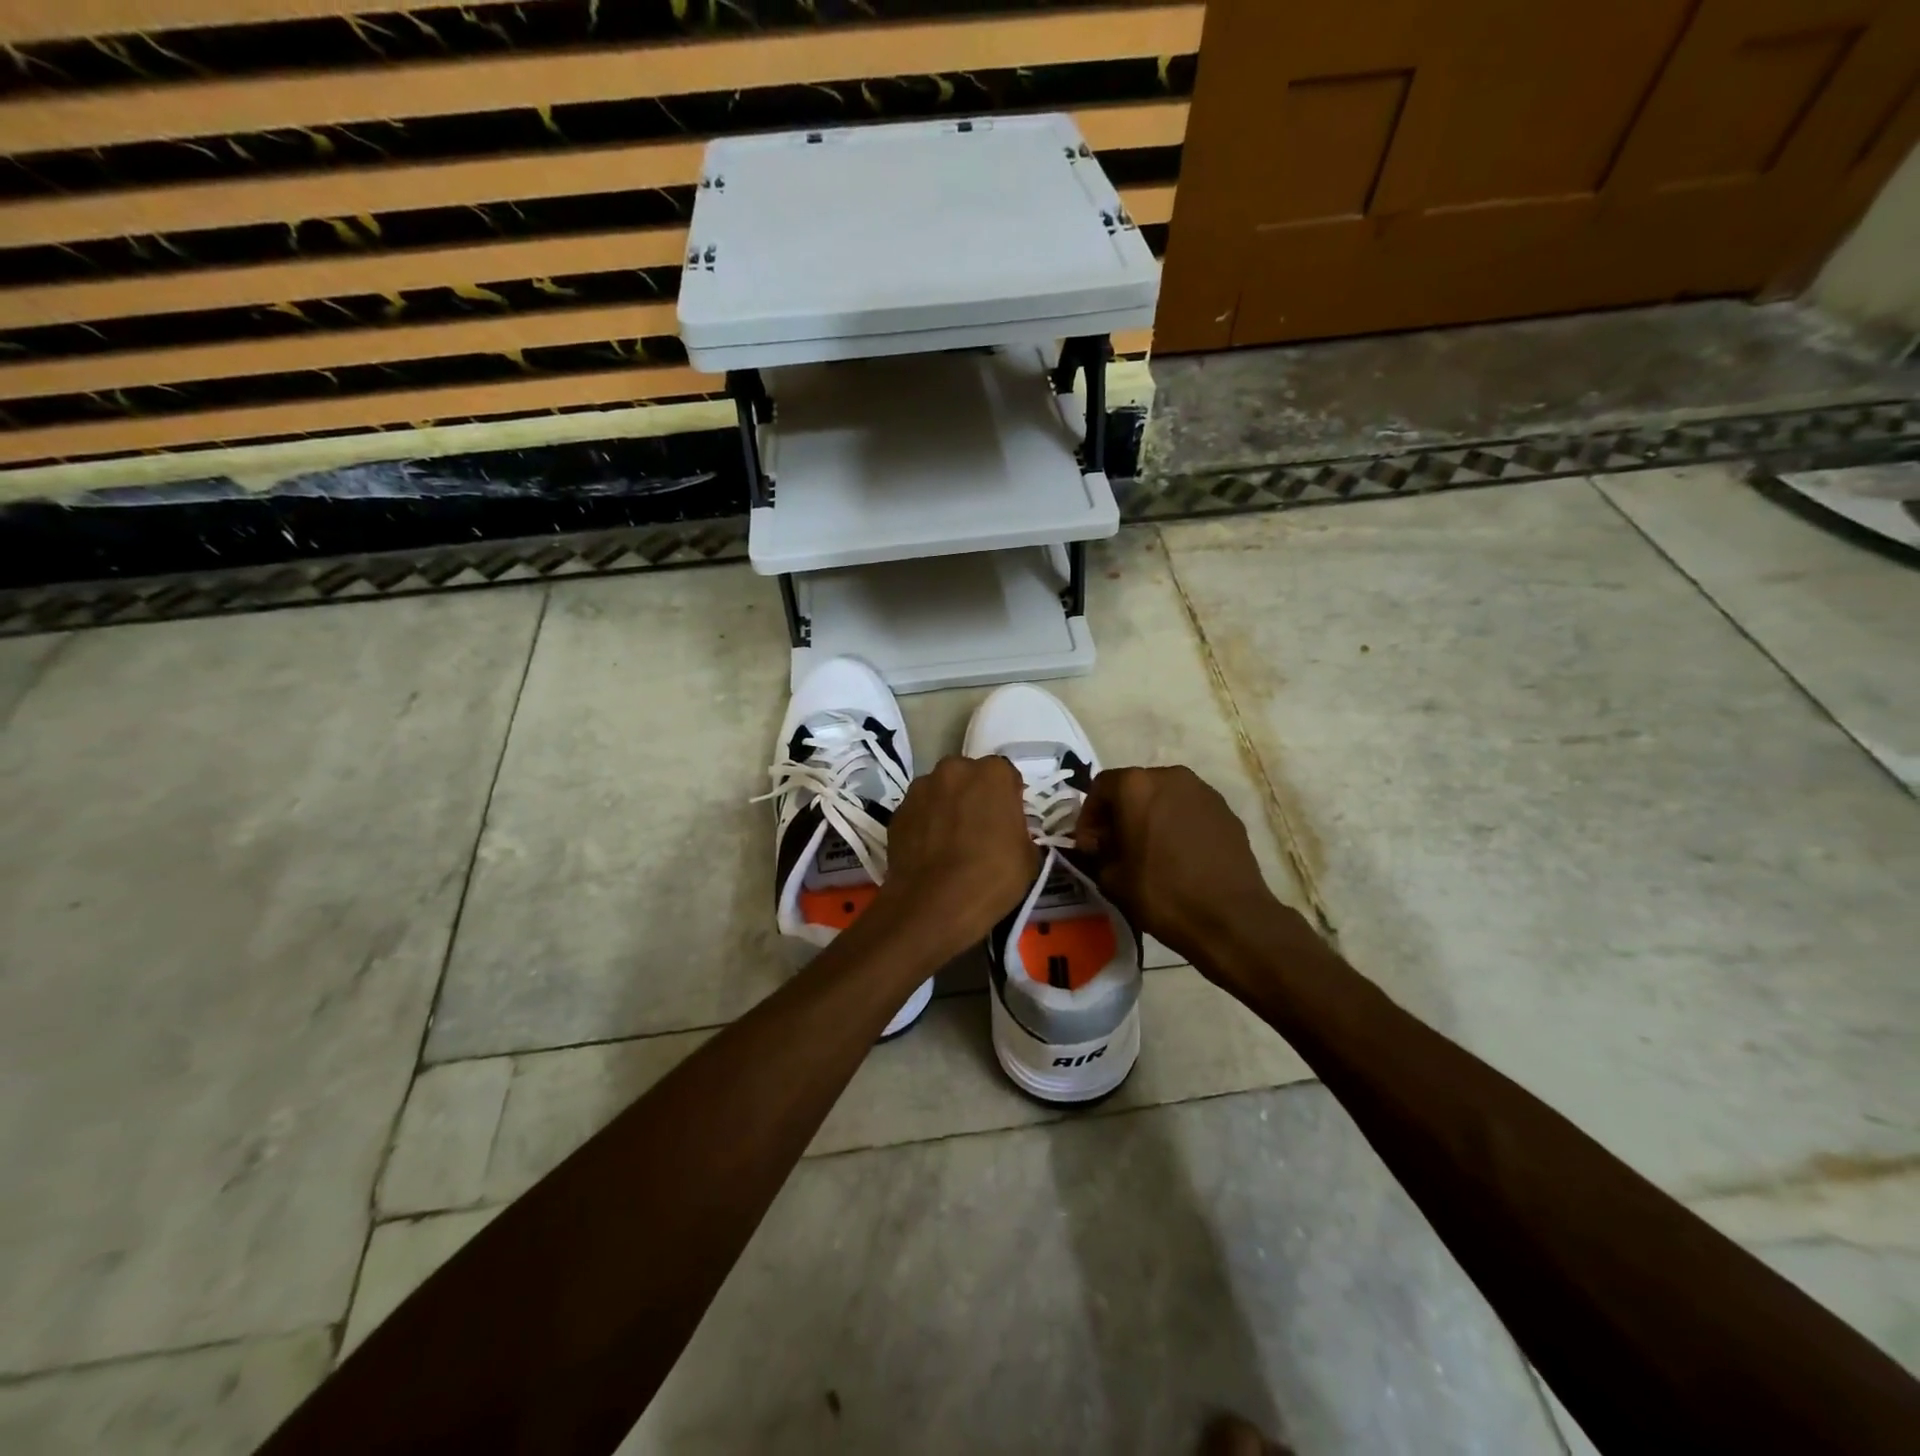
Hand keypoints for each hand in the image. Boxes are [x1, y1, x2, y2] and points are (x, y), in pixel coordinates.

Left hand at [877, 755, 1039, 960]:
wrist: (932, 905)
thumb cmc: (990, 877)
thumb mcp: (1028, 857)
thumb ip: (1020, 831)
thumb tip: (1009, 832)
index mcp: (993, 773)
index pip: (1006, 777)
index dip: (1008, 799)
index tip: (1008, 822)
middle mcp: (954, 770)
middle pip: (969, 777)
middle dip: (974, 796)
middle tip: (979, 830)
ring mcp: (920, 789)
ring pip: (940, 792)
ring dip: (947, 807)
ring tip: (950, 842)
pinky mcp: (897, 811)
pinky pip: (919, 812)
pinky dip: (925, 824)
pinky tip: (930, 852)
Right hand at [1075, 765, 1294, 967]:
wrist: (1231, 918)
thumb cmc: (1162, 893)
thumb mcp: (1113, 878)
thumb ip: (1099, 853)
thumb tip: (1102, 846)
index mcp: (1136, 786)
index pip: (1100, 788)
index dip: (1089, 817)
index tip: (1089, 846)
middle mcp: (1170, 777)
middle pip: (1134, 788)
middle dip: (1120, 814)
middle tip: (1115, 847)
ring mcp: (1203, 791)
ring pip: (1164, 797)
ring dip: (1150, 817)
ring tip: (1148, 851)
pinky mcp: (1226, 811)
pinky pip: (1190, 810)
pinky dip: (1177, 824)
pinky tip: (1178, 856)